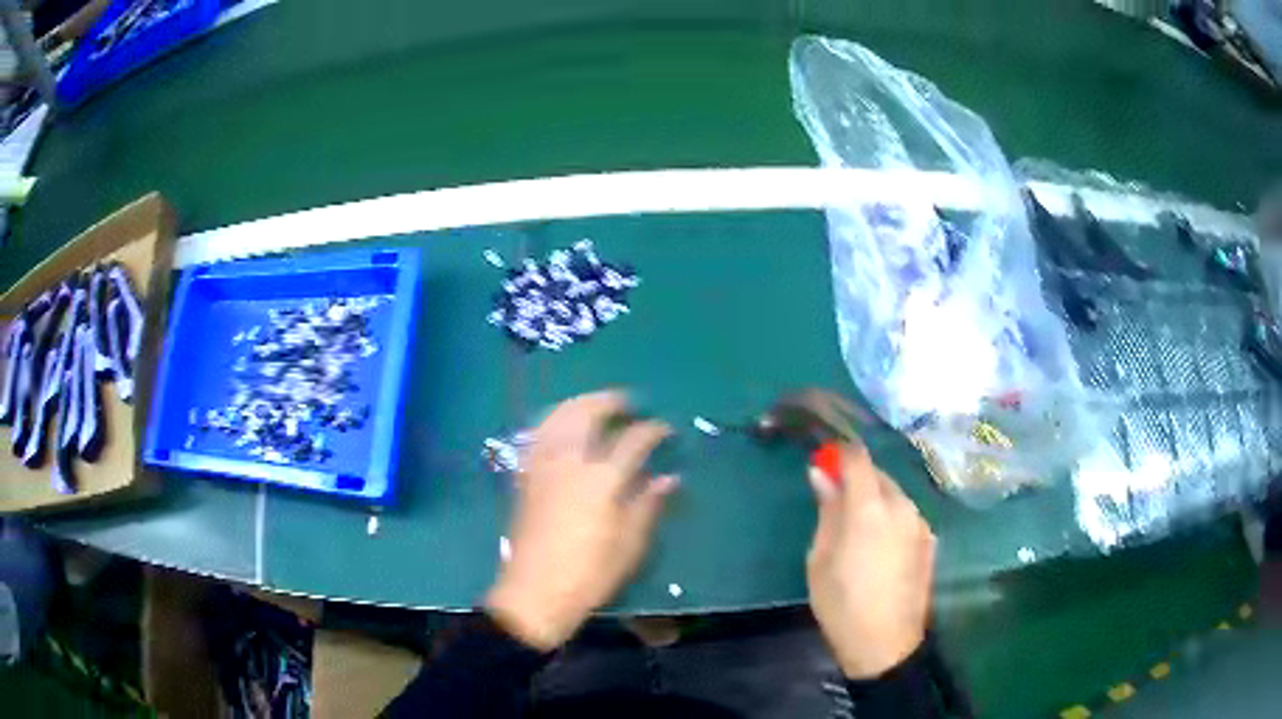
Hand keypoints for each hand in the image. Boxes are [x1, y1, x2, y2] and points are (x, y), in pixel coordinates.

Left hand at [485, 391, 676, 651]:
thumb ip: (648, 505)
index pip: (633, 440)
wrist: (535, 592)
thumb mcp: (630, 545)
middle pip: (587, 413)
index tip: (666, 429)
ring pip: (558, 417)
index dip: (653, 430)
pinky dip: (554, 421)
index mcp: (602, 479)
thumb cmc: (590, 574)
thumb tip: (669, 477)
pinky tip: (562, 427)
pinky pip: (539, 435)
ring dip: (579, 404)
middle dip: (610, 401)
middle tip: (628, 404)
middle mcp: (570, 462)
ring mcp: (543, 466)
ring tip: (596, 406)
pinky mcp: (526, 477)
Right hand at [806, 443, 935, 678]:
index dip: (839, 453)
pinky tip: (880, 546)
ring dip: (876, 498)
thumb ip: (826, 511)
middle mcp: (901, 506)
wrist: (886, 644)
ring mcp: (920, 523)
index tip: (823, 462)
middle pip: (878, 474)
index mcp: (869, 508)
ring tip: (858, 528)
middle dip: (857, 478)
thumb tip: (821, 474)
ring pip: (895, 494)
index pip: (857, 457)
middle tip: (836, 501)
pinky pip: (906, 515)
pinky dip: (891, 517)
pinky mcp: (930, 540)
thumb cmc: (841, 604)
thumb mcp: (820, 559)